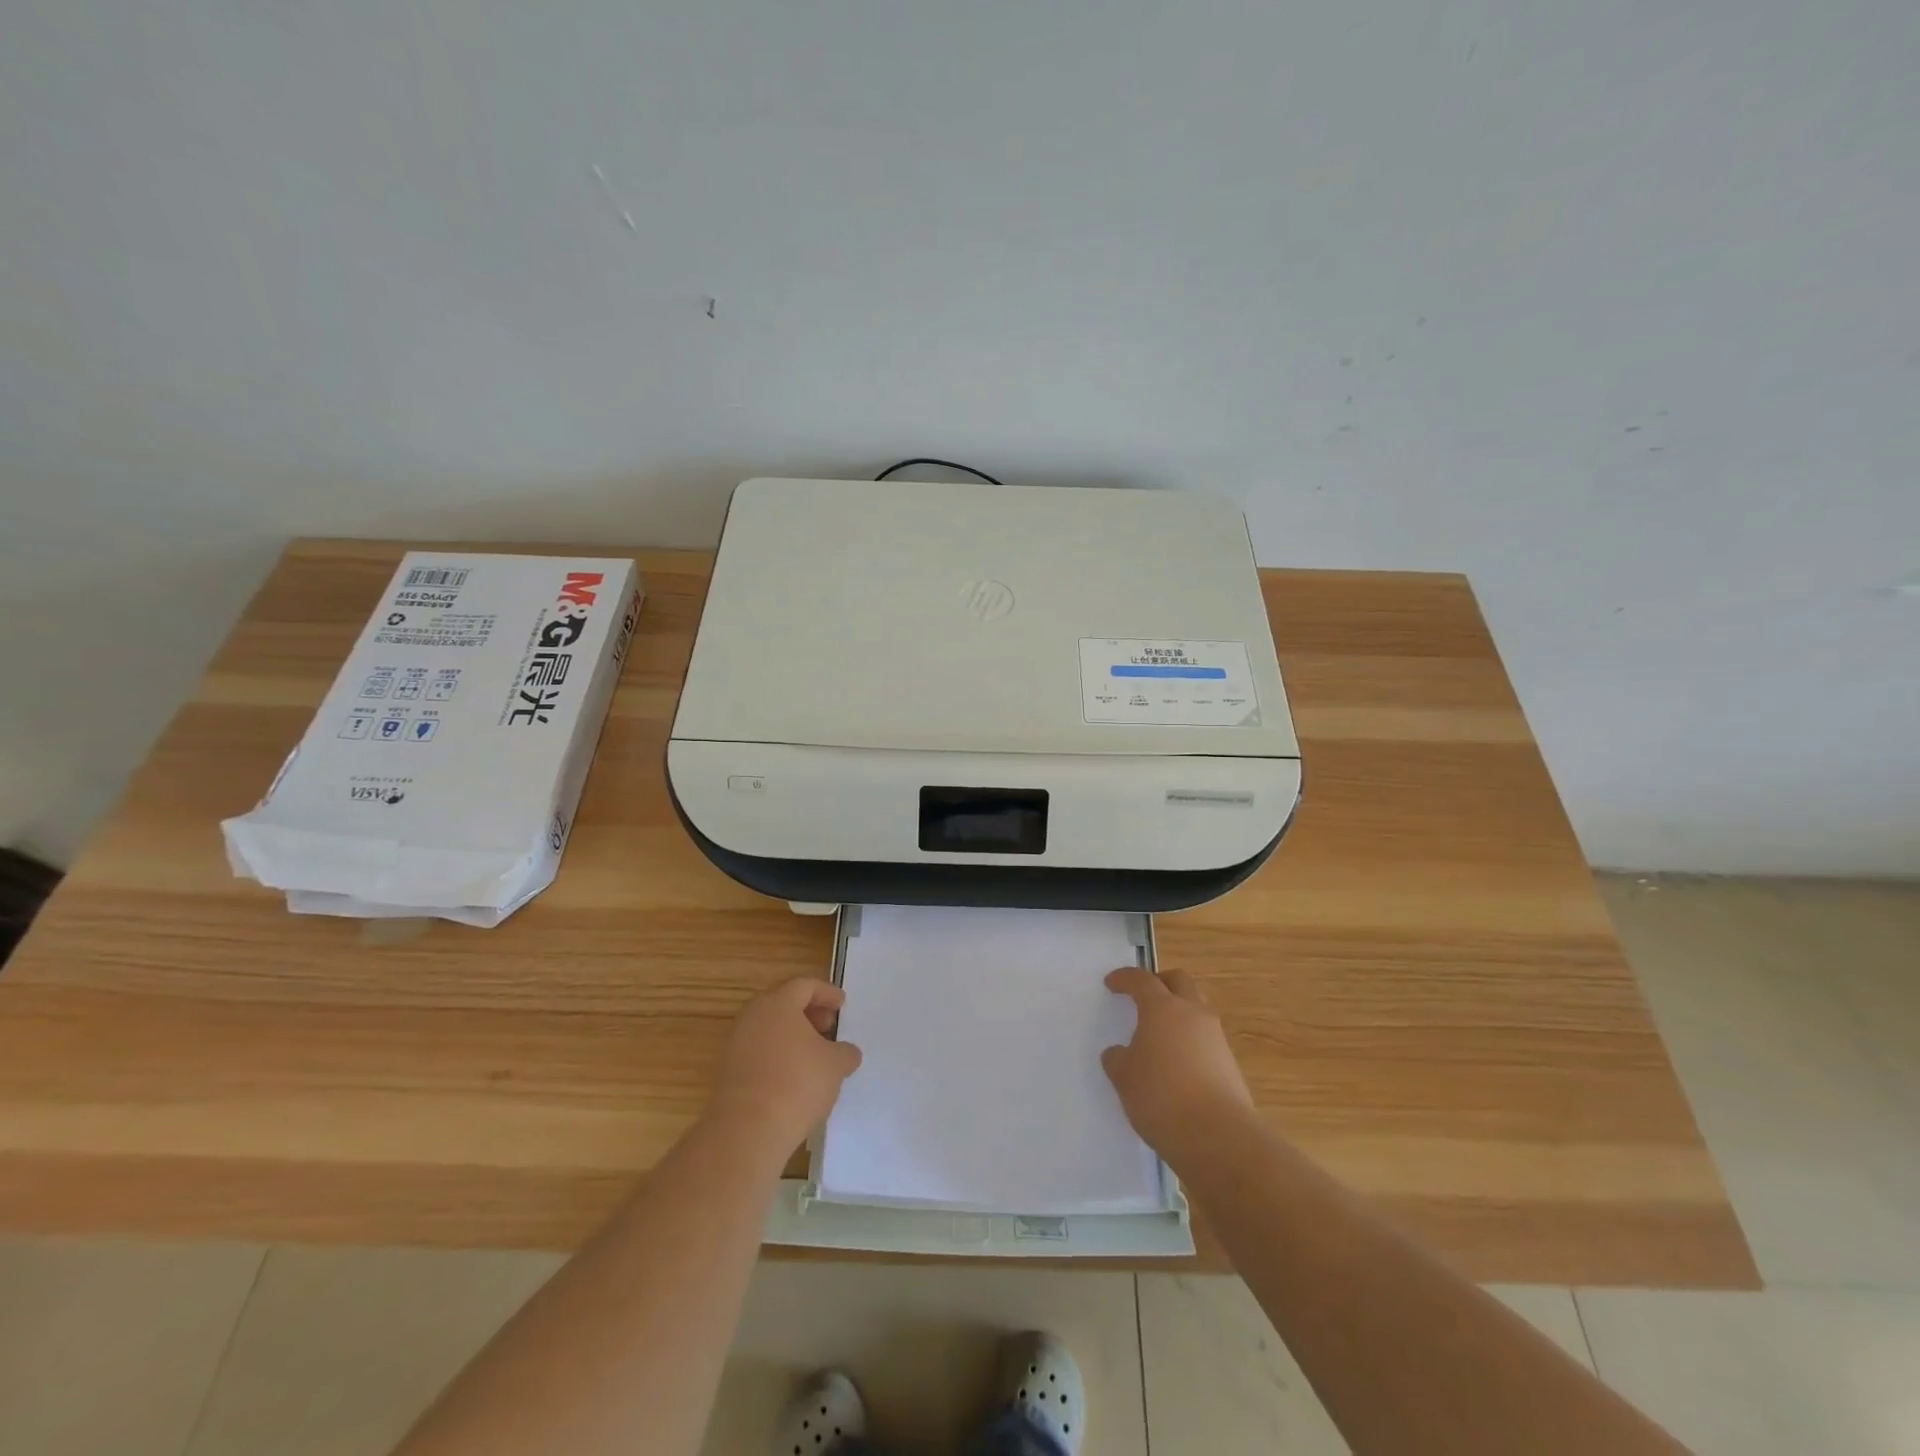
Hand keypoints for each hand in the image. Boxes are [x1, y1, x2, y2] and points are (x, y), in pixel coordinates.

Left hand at [707, 978, 862, 1157]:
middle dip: (808, 1012)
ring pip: (768, 1028)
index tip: (842, 1005)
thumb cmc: (797, 1084)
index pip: (805, 985)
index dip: (826, 993)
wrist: (746, 1130)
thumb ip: (845, 1052)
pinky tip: (793, 1076)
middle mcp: (753, 1016)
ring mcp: (736, 1043)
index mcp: (778, 1003)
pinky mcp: (728, 1071)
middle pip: (783, 1003)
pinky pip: (758, 1050)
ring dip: (792, 1035)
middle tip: (827, 1027)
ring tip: (813, 1055)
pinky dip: (777, 1054)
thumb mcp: (835, 1065)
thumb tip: (847, 1052)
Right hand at [1102, 967, 1254, 1163]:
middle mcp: (1193, 1014)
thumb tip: (1120, 1053)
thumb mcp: (1124, 1078)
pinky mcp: (1230, 1064)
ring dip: (1179, 1011)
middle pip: (1180, 981)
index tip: (1112, 983)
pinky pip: (1206, 1038)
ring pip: (1197, 1008)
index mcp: (1162, 1009)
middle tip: (1144, 995)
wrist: (1218, 1137)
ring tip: (1160, 1033)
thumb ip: (1118, 1059)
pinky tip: (1177, 1063)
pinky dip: (1190, 1040)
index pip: (1142, 981)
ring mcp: (1216, 1038)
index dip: (1125, 978)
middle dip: (1161, 982)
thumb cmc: (1161, 1097)